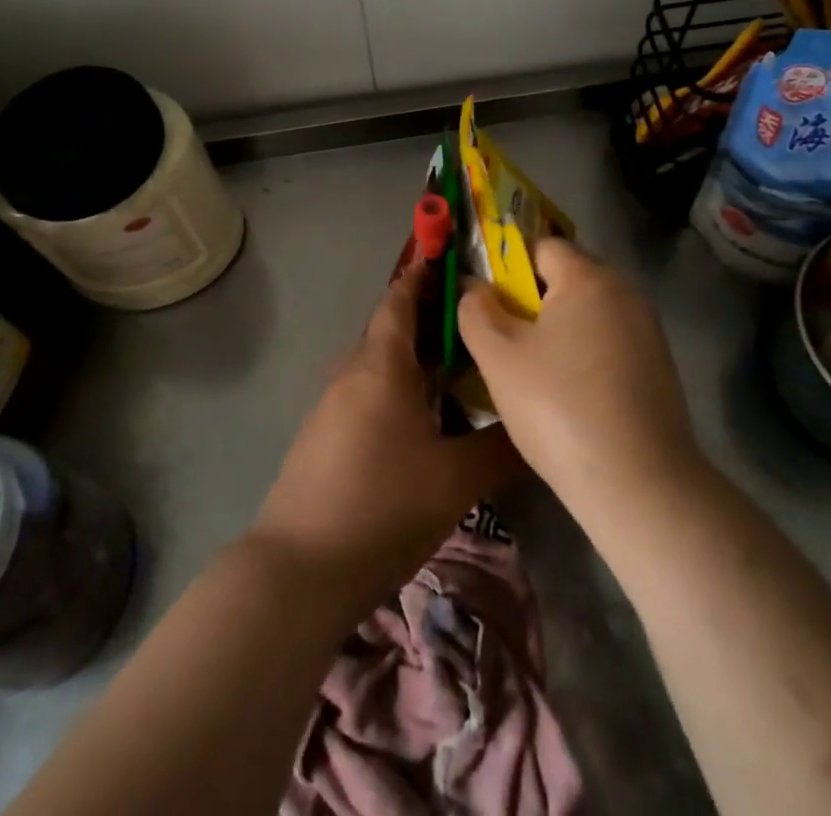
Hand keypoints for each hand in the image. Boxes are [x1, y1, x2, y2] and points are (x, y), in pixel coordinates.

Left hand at [251, 264, 520, 612]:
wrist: (299, 570)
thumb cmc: (383, 506)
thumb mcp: (456, 480)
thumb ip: (500, 447)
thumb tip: (531, 423)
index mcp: (382, 365)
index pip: (401, 299)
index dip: (424, 275)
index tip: (453, 260)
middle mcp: (352, 372)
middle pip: (391, 328)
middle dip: (429, 319)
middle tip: (475, 324)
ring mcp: (332, 404)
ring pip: (379, 363)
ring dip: (414, 358)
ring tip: (458, 371)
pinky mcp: (323, 435)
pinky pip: (366, 391)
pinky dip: (396, 387)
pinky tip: (423, 418)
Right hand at [458, 239, 698, 515]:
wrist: (640, 484)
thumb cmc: (559, 407)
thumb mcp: (499, 357)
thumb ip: (476, 310)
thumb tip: (474, 286)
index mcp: (589, 277)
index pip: (542, 246)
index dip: (509, 269)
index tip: (491, 308)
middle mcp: (626, 291)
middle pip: (568, 278)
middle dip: (533, 303)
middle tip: (508, 345)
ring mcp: (648, 330)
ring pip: (589, 314)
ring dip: (560, 333)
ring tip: (536, 377)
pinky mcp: (660, 367)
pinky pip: (611, 344)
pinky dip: (587, 358)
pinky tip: (572, 398)